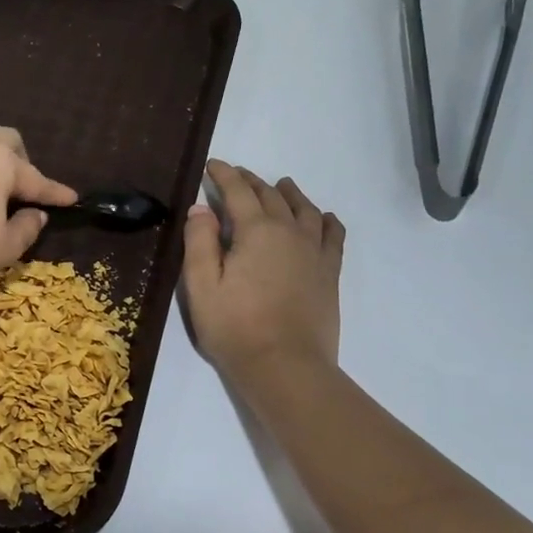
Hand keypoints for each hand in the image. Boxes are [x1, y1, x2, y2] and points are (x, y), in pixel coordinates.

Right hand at [183, 159, 344, 381]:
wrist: (285, 366)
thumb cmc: (234, 327)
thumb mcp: (201, 286)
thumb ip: (199, 242)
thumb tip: (201, 207)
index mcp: (256, 231)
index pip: (238, 191)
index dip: (224, 175)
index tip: (212, 165)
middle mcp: (289, 232)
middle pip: (271, 196)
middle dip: (252, 181)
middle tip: (237, 175)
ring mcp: (314, 252)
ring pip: (305, 210)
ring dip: (290, 194)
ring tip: (282, 185)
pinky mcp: (328, 273)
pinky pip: (333, 235)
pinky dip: (326, 221)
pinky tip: (323, 218)